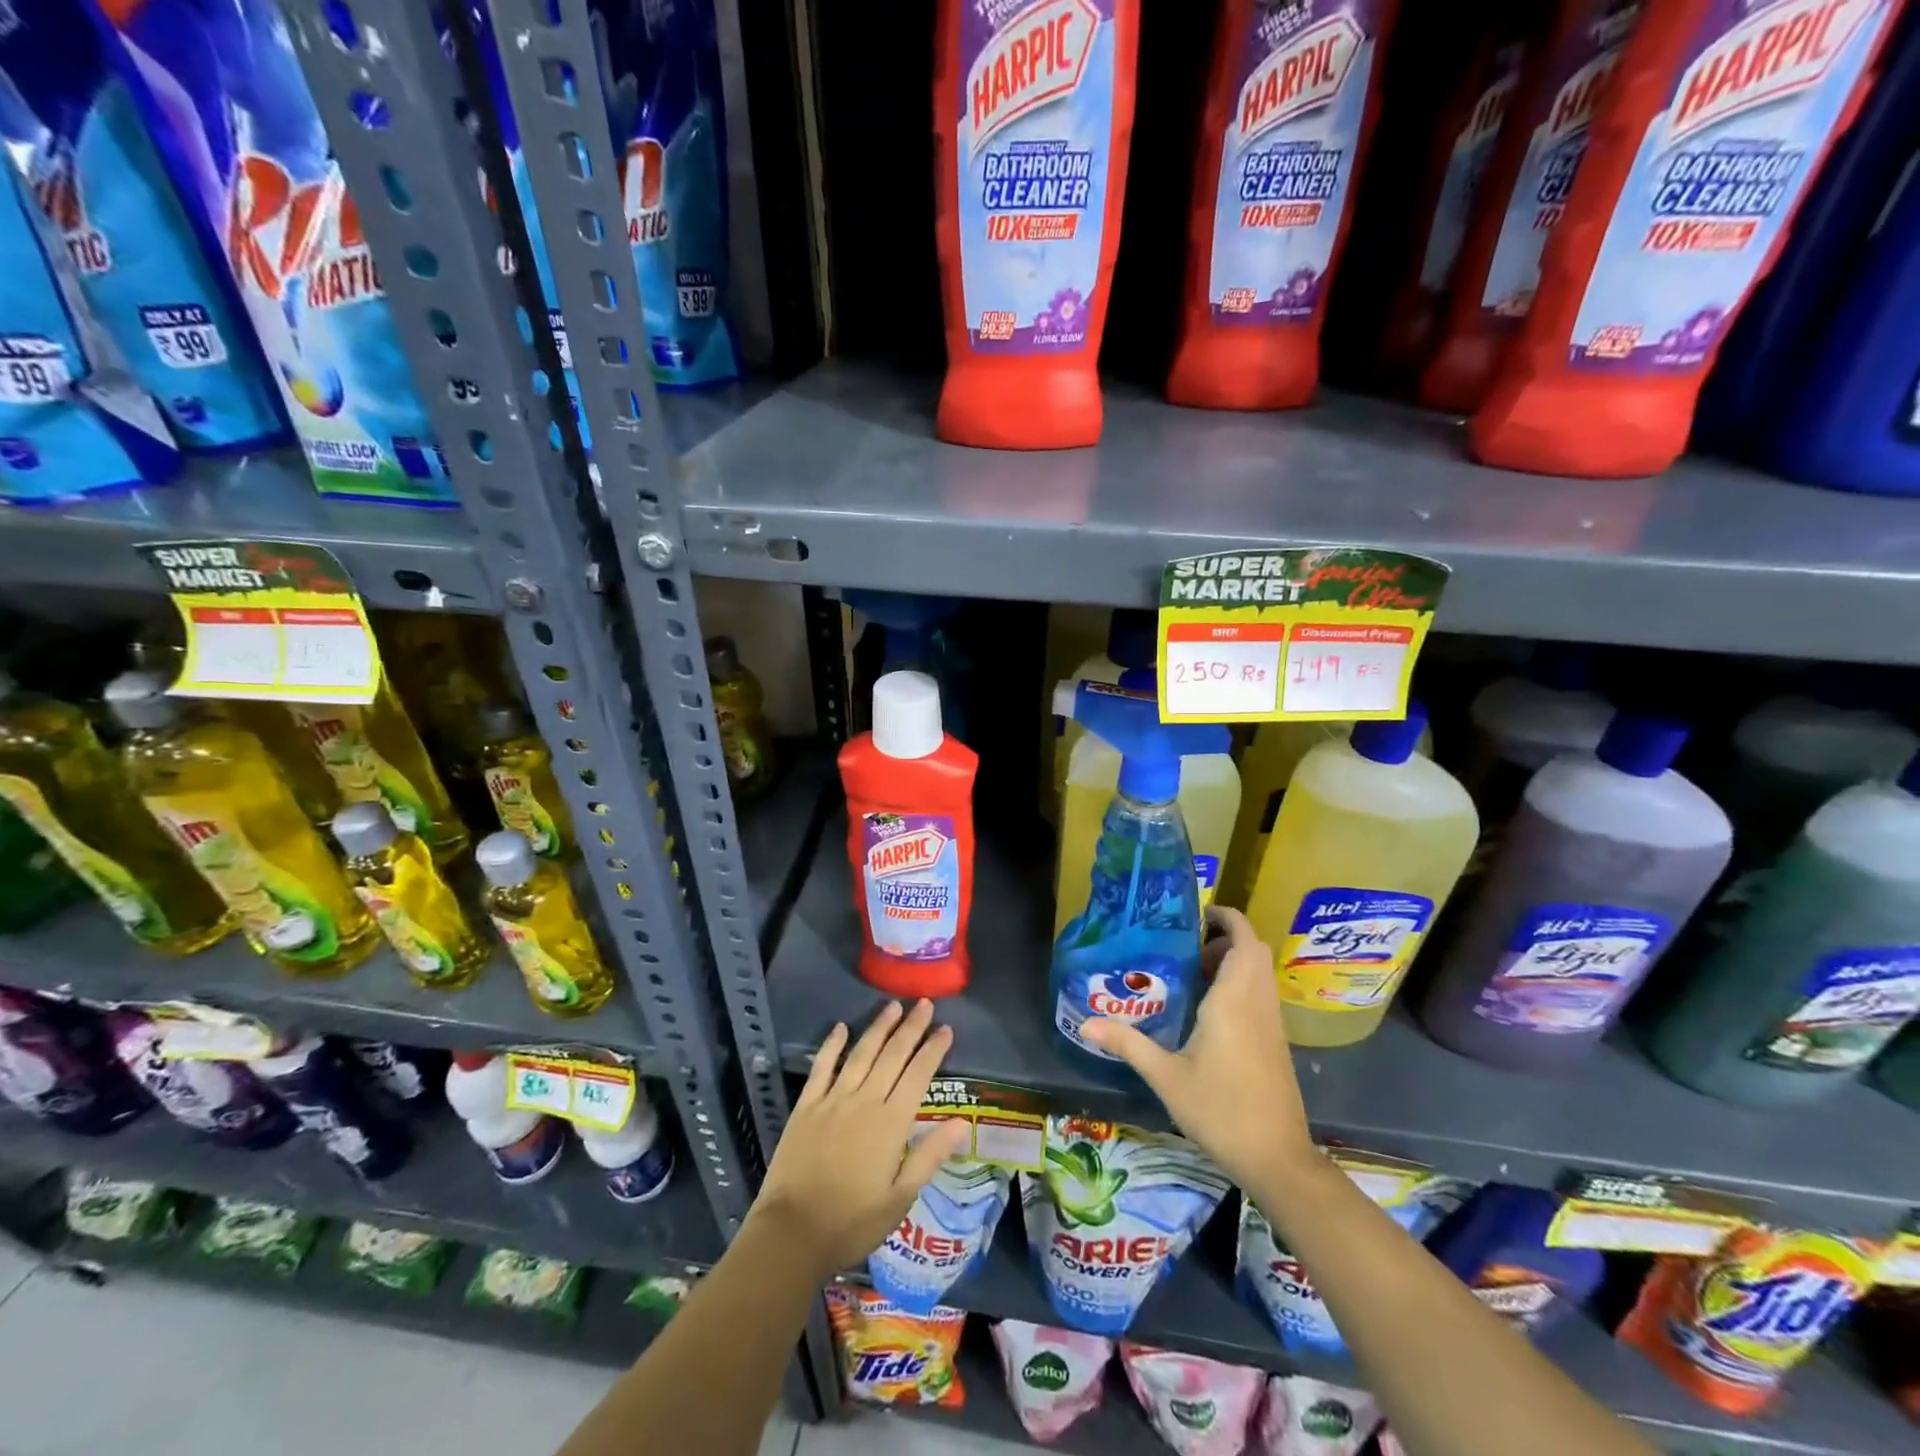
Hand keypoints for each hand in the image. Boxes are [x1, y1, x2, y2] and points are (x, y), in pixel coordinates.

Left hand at [749, 999, 971, 1275]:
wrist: (792, 1234)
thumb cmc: (852, 1222)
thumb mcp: (900, 1198)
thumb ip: (930, 1155)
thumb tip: (963, 1122)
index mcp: (891, 1123)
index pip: (918, 1075)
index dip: (933, 1050)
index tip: (946, 1028)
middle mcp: (864, 1101)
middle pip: (892, 1055)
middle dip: (911, 1028)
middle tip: (924, 1003)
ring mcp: (832, 1100)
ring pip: (861, 1054)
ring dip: (879, 1027)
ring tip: (893, 1006)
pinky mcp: (806, 1106)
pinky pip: (822, 1067)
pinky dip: (832, 1045)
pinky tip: (841, 1027)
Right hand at [1082, 906, 1315, 1188]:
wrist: (1276, 1158)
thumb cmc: (1220, 1110)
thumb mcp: (1166, 1076)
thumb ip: (1128, 1044)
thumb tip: (1086, 1023)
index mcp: (1233, 1000)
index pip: (1243, 939)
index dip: (1226, 917)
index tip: (1197, 914)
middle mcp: (1258, 1002)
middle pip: (1254, 950)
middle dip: (1226, 937)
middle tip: (1188, 946)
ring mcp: (1272, 1022)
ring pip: (1260, 972)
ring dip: (1234, 960)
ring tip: (1192, 973)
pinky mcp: (1276, 1041)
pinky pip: (1261, 993)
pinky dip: (1241, 983)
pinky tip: (1208, 1009)